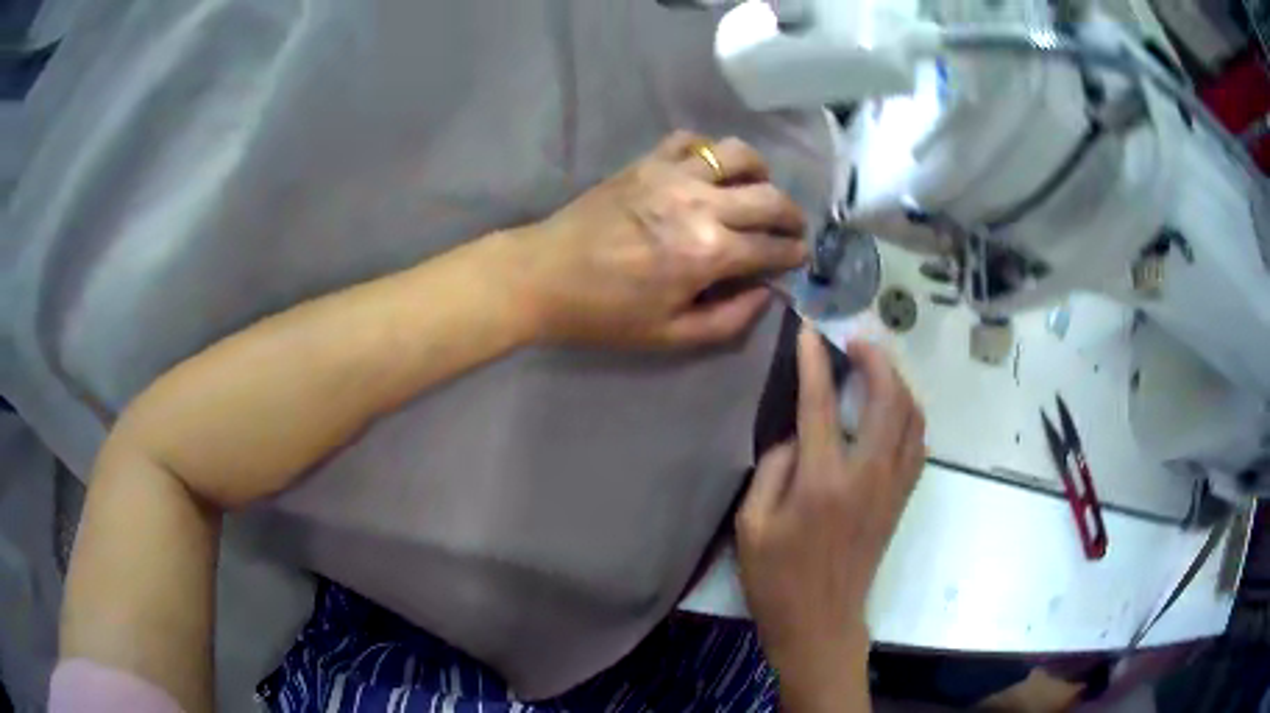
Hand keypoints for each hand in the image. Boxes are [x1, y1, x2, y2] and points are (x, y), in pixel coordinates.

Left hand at [504, 131, 807, 348]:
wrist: (543, 275)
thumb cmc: (605, 313)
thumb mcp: (670, 336)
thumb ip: (729, 320)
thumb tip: (766, 293)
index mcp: (708, 253)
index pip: (773, 248)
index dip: (794, 255)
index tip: (797, 258)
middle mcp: (700, 204)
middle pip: (770, 197)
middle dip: (792, 215)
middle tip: (790, 229)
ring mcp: (673, 175)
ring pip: (739, 154)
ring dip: (760, 172)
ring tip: (755, 190)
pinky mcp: (647, 161)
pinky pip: (692, 140)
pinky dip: (710, 151)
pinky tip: (708, 171)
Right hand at [736, 326, 924, 710]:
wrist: (822, 622)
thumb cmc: (777, 580)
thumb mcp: (751, 527)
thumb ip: (772, 470)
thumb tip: (796, 435)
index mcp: (822, 483)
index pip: (821, 406)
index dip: (816, 363)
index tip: (811, 331)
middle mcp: (867, 477)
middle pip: (888, 400)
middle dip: (877, 360)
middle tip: (858, 339)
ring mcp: (892, 487)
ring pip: (912, 418)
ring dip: (898, 382)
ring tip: (877, 366)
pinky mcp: (901, 499)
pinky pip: (917, 443)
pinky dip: (909, 414)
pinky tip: (893, 408)